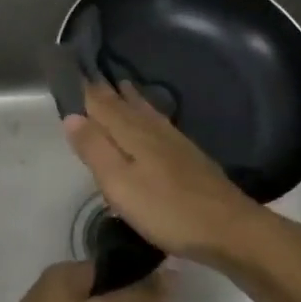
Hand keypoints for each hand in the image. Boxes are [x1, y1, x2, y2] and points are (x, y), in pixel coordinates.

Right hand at [63, 80, 277, 267]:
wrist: (229, 228)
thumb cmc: (167, 209)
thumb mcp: (120, 184)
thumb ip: (95, 149)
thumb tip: (72, 115)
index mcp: (132, 134)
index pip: (103, 105)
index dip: (86, 91)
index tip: (71, 74)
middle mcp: (153, 130)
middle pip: (125, 105)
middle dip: (107, 92)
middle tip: (91, 77)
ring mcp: (175, 142)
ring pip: (146, 112)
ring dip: (130, 98)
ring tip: (121, 86)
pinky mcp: (190, 156)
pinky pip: (160, 122)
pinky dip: (149, 113)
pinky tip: (154, 119)